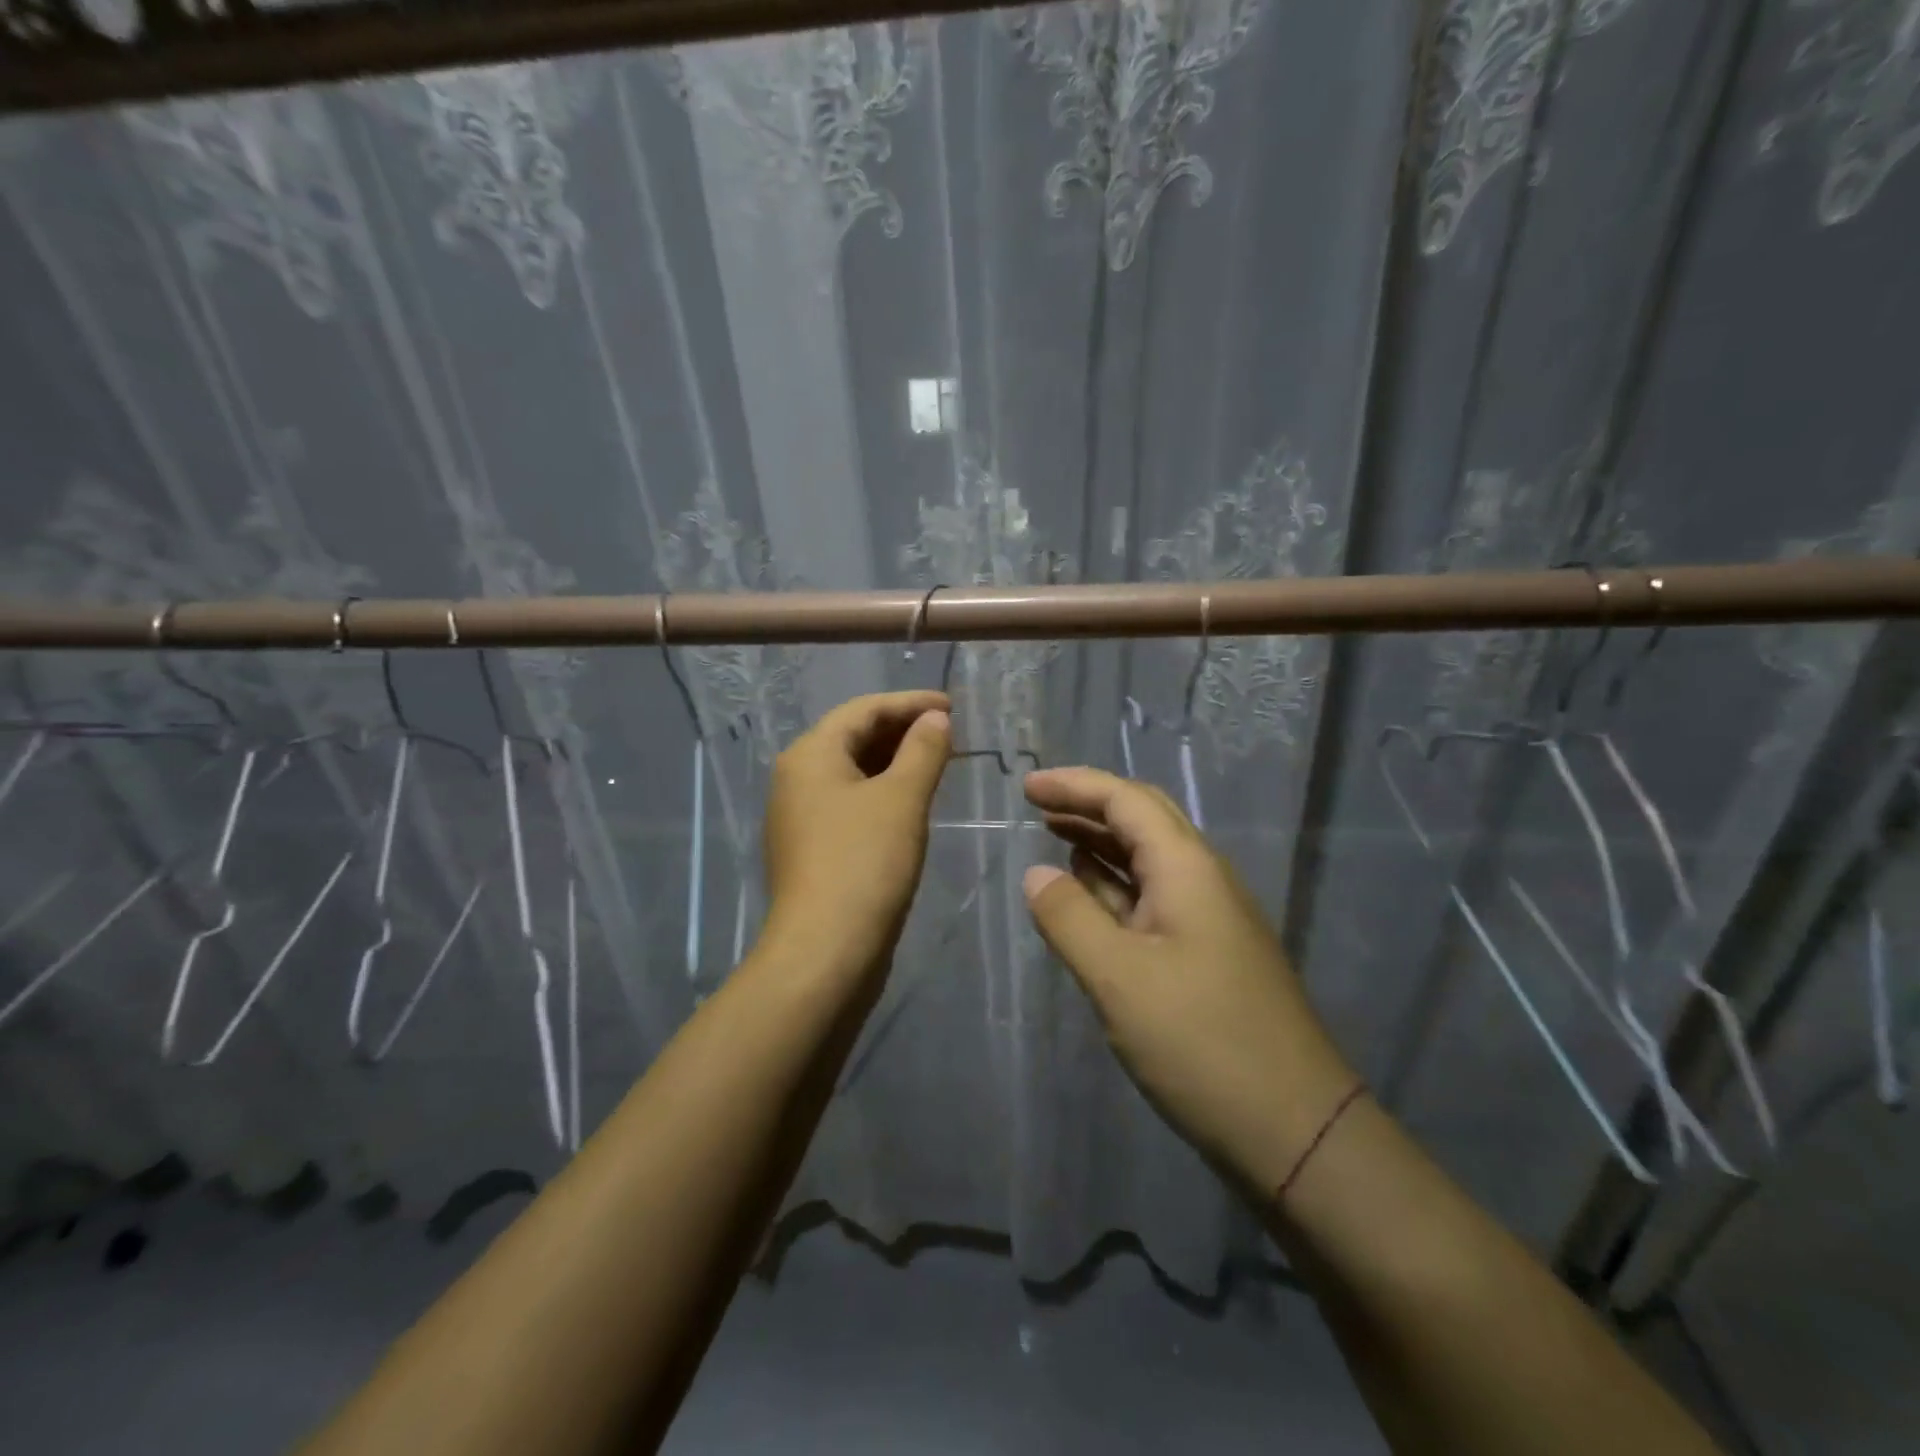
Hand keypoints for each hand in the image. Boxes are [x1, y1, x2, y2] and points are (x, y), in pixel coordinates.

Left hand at [762, 691, 951, 979]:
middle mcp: (796, 778)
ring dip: (894, 761)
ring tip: (937, 762)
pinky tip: (910, 802)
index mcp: (810, 755)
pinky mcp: (812, 848)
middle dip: (902, 730)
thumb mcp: (902, 799)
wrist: (825, 952)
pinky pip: (850, 801)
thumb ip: (923, 750)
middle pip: (853, 737)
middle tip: (949, 733)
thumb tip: (936, 719)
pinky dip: (882, 791)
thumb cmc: (865, 864)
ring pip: (852, 771)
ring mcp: (800, 816)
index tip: (953, 706)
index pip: (863, 710)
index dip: (910, 703)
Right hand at [1021, 767, 1356, 1191]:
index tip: (1026, 787)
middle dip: (1089, 806)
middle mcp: (1203, 881)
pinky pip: (1153, 900)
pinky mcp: (1207, 956)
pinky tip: (1091, 895)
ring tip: (1054, 838)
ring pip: (1148, 861)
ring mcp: (1209, 920)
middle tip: (1037, 806)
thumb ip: (1070, 918)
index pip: (1127, 800)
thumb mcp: (1119, 979)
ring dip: (1101, 843)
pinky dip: (1116, 886)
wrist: (1295, 1130)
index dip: (1075, 785)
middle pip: (1143, 821)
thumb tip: (1036, 874)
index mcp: (1188, 869)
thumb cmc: (1202, 1043)